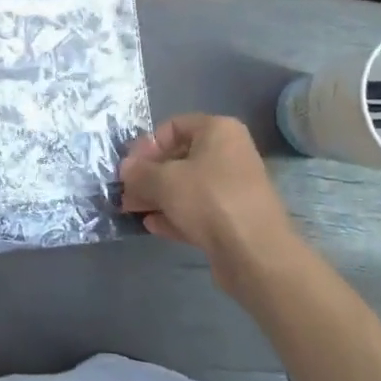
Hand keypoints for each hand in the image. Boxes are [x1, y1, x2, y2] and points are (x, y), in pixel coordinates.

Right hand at [120, 115, 297, 285]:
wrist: (255, 254)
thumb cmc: (209, 200)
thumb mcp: (163, 180)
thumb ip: (138, 172)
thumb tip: (126, 169)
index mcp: (219, 131)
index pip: (174, 126)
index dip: (147, 145)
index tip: (129, 166)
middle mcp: (230, 153)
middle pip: (179, 158)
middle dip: (149, 175)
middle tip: (125, 190)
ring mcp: (234, 188)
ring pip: (187, 186)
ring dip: (158, 196)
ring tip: (131, 209)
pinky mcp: (234, 218)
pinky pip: (198, 209)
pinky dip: (175, 214)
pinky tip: (152, 225)